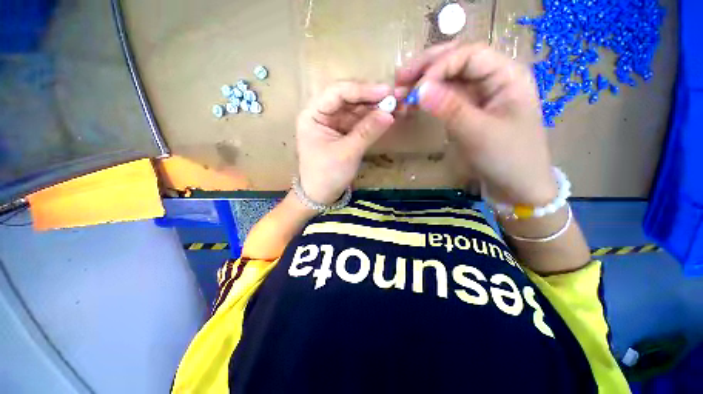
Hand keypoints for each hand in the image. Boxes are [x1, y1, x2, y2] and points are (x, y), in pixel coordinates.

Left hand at [296, 81, 394, 204]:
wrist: (321, 196)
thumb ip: (367, 131)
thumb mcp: (347, 153)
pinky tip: (387, 116)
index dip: (362, 90)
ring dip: (375, 108)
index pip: (337, 93)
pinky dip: (373, 120)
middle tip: (396, 98)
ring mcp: (333, 124)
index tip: (386, 92)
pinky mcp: (343, 133)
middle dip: (372, 98)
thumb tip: (390, 113)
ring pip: (356, 109)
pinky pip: (359, 122)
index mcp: (313, 115)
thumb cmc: (327, 175)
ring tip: (397, 107)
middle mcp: (322, 115)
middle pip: (348, 99)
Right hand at [396, 42, 555, 205]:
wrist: (516, 185)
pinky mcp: (469, 109)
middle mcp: (494, 77)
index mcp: (507, 75)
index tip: (416, 89)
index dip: (440, 66)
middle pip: (457, 59)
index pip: (469, 54)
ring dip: (424, 82)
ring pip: (448, 77)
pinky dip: (428, 98)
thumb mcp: (479, 134)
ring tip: (401, 91)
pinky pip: (446, 96)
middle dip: (427, 67)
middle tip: (400, 78)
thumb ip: (450, 109)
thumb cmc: (507, 159)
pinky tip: (413, 103)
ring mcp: (480, 94)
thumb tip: (420, 90)